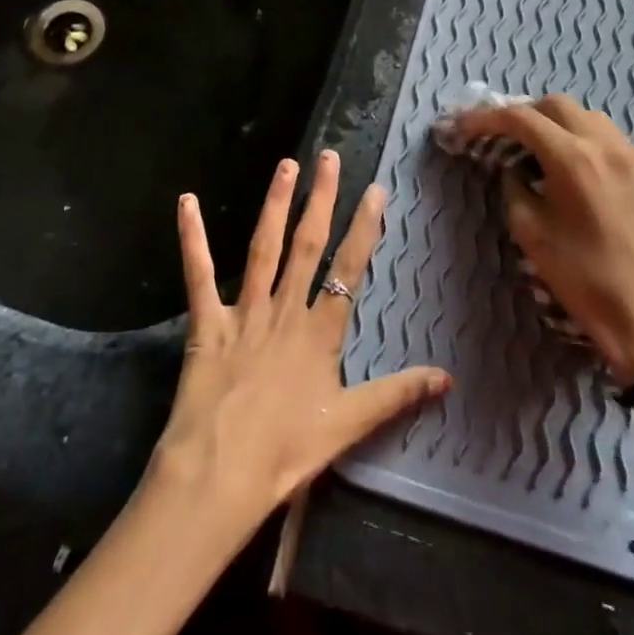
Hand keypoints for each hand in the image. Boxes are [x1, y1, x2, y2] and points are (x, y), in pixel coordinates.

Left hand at [147, 151, 450, 533]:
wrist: (218, 477)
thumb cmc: (286, 452)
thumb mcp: (349, 425)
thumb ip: (398, 394)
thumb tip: (447, 376)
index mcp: (320, 331)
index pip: (349, 267)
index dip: (364, 227)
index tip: (375, 189)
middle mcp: (285, 310)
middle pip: (308, 244)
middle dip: (321, 198)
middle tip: (328, 157)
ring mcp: (245, 312)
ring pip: (264, 247)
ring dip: (275, 203)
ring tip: (286, 165)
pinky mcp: (207, 322)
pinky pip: (199, 274)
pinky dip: (192, 237)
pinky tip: (185, 201)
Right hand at [446, 95, 633, 380]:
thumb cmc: (584, 281)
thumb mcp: (531, 234)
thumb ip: (515, 188)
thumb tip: (514, 168)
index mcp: (573, 159)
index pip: (521, 118)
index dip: (486, 117)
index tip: (464, 125)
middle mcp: (608, 147)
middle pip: (558, 105)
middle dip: (525, 113)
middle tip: (505, 135)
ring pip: (592, 118)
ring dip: (561, 124)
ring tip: (544, 150)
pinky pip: (616, 144)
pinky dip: (590, 145)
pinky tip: (584, 174)